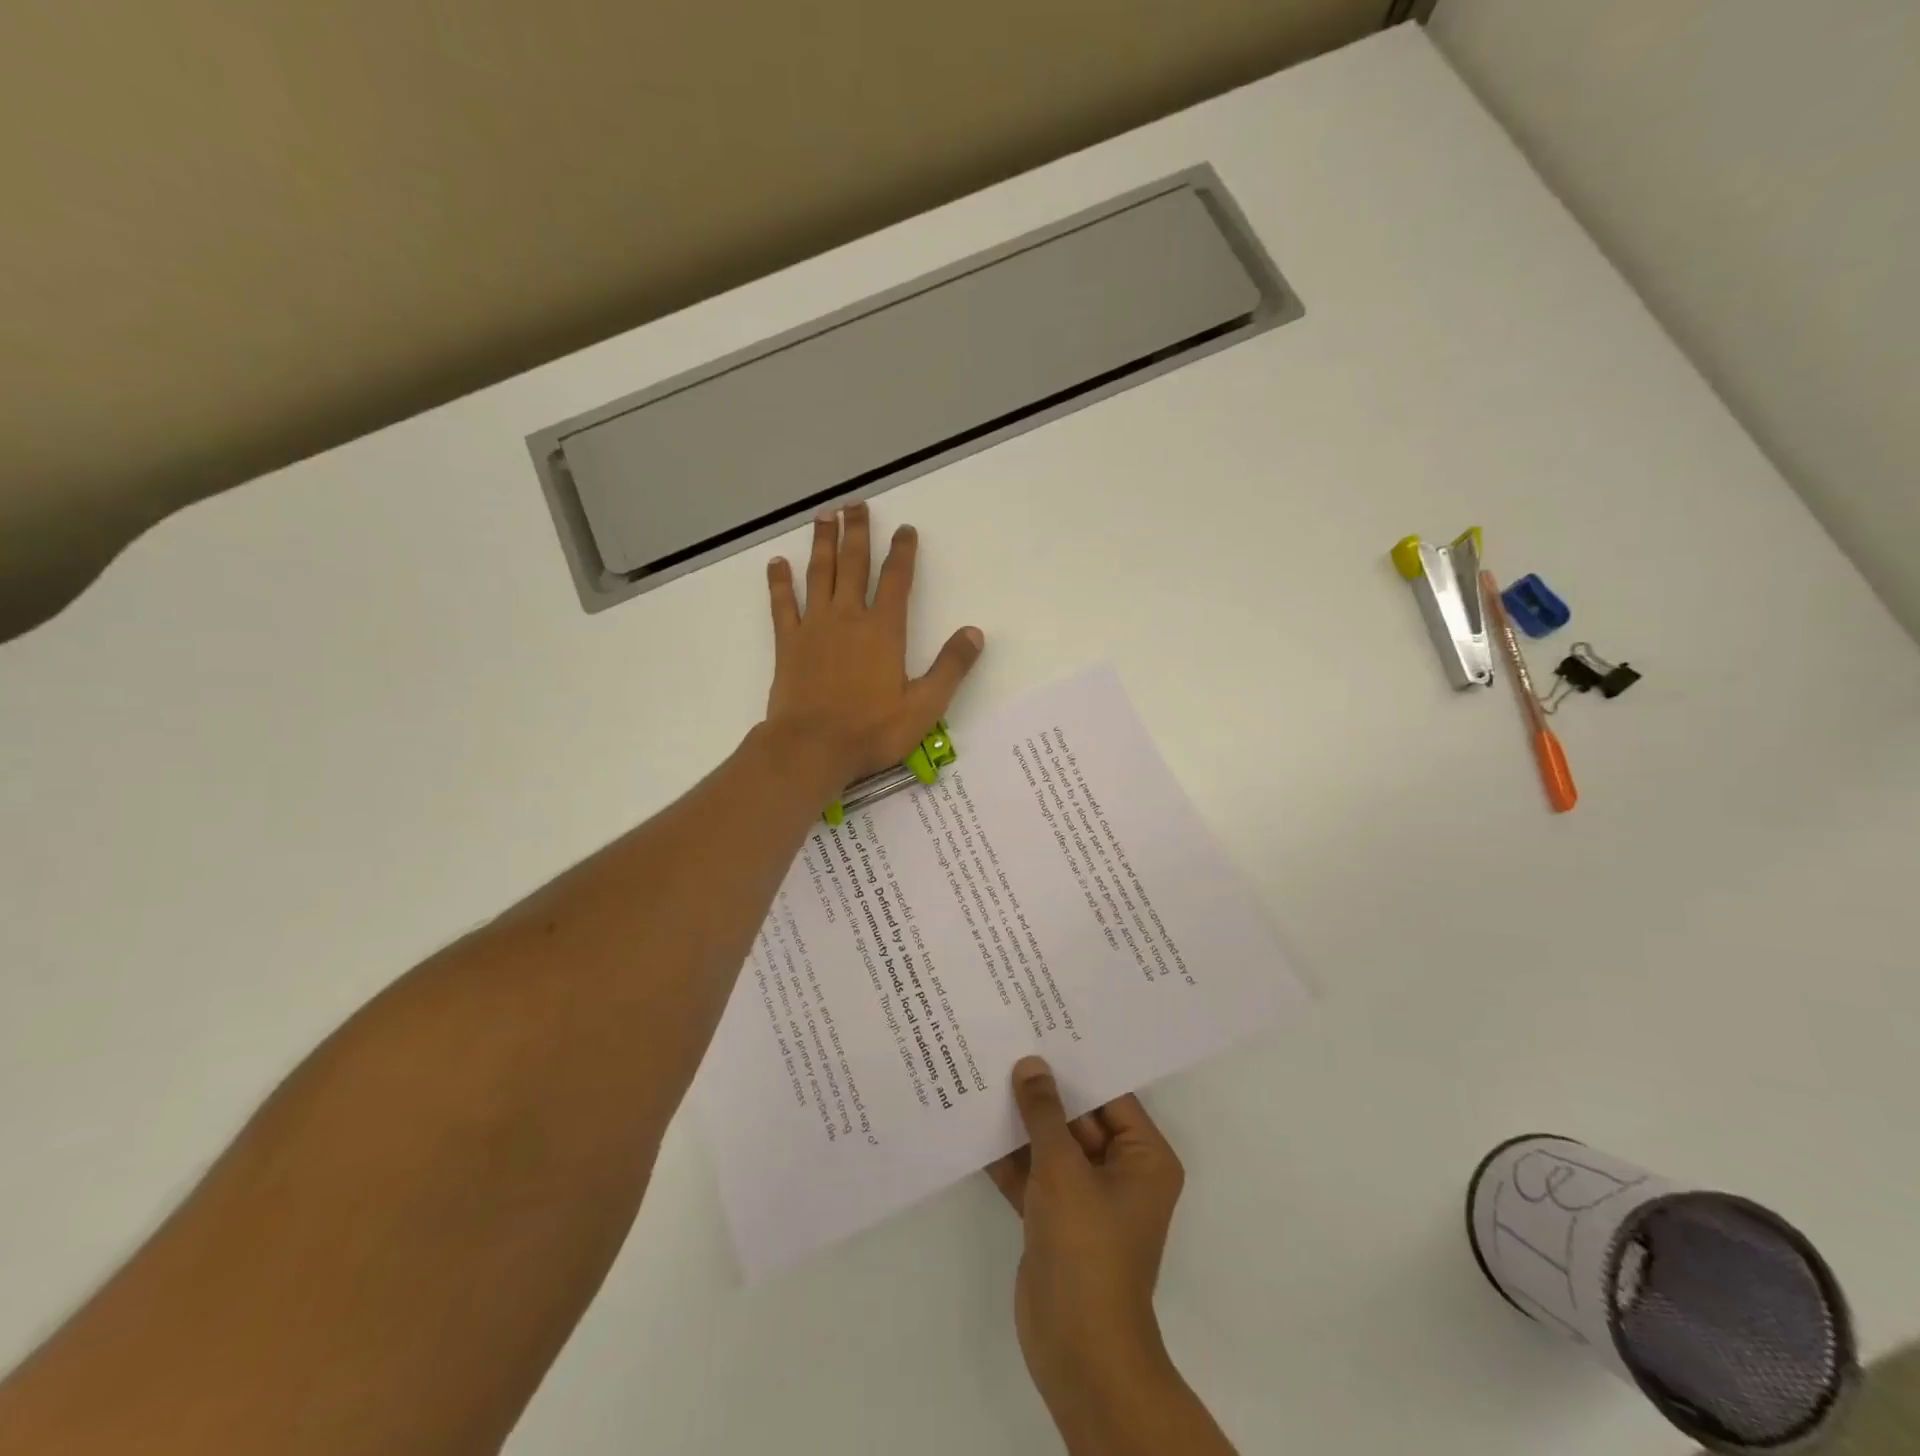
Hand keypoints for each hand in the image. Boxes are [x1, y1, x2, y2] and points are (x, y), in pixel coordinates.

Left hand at [765, 504, 983, 791]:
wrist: (811, 748)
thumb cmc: (871, 730)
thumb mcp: (924, 706)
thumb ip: (950, 667)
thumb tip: (975, 633)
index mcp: (884, 631)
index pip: (896, 579)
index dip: (902, 552)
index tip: (904, 529)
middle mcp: (848, 618)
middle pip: (853, 564)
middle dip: (857, 532)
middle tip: (855, 504)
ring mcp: (814, 627)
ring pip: (819, 574)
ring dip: (822, 543)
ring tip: (824, 516)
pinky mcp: (787, 643)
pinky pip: (782, 604)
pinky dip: (779, 582)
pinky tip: (777, 562)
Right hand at [987, 1057, 1187, 1428]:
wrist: (1077, 1350)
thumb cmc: (1087, 1248)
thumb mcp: (1064, 1169)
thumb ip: (1044, 1113)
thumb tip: (1030, 1064)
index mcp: (1143, 1158)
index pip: (1110, 1095)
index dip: (1075, 1064)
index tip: (1042, 1029)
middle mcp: (1120, 1172)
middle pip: (1079, 1118)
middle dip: (1042, 1091)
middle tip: (1007, 1045)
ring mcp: (1087, 1198)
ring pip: (1052, 1145)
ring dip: (1021, 1122)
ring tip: (984, 1075)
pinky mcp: (1056, 1219)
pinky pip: (1034, 1174)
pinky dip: (1009, 1157)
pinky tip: (974, 1125)